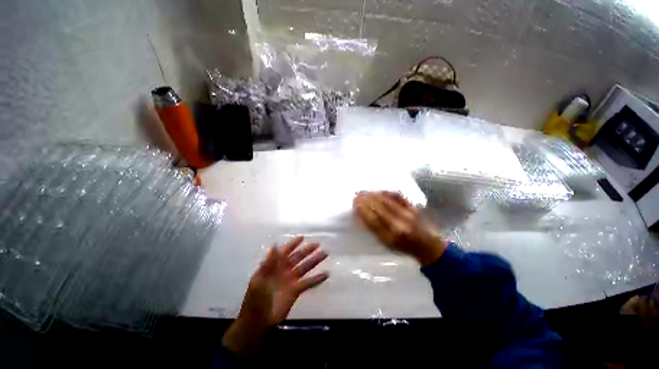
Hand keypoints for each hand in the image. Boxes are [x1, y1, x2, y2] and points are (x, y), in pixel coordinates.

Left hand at [223, 236, 328, 355]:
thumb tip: (273, 246)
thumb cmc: (256, 298)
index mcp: (275, 265)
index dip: (293, 244)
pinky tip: (326, 274)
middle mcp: (285, 270)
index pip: (285, 251)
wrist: (258, 321)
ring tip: (324, 254)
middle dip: (307, 250)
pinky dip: (317, 279)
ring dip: (314, 260)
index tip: (302, 237)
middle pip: (298, 257)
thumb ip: (268, 263)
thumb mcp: (259, 280)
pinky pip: (308, 282)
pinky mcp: (296, 290)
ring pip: (305, 267)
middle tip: (318, 244)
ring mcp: (291, 280)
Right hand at [354, 191, 447, 265]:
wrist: (427, 245)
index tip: (354, 203)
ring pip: (386, 200)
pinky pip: (398, 196)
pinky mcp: (413, 207)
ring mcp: (407, 213)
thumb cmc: (403, 247)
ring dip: (373, 194)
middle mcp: (399, 224)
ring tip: (365, 191)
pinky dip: (386, 192)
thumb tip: (362, 215)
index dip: (362, 210)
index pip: (372, 219)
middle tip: (357, 194)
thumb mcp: (386, 244)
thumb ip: (374, 230)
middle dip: (365, 199)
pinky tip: (379, 190)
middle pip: (378, 207)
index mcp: (390, 236)